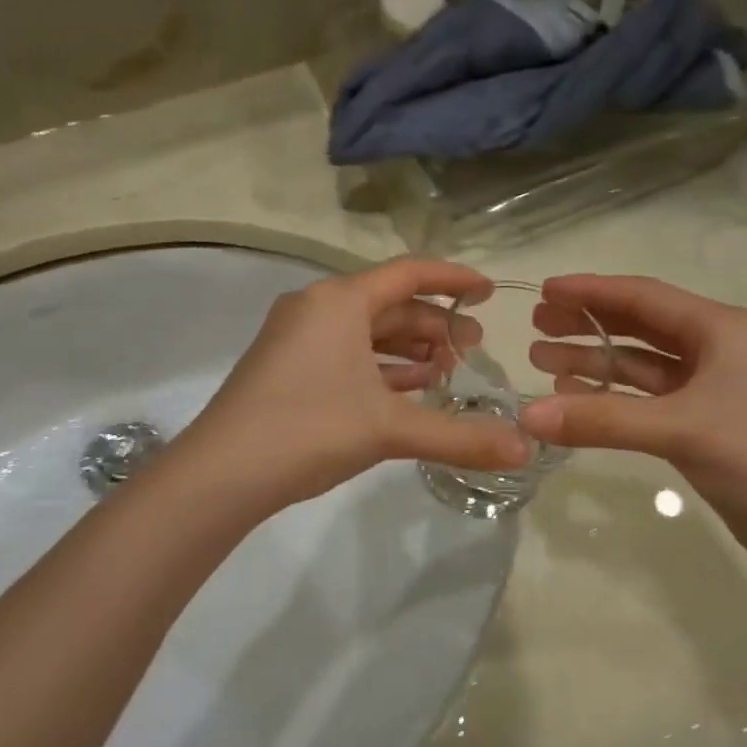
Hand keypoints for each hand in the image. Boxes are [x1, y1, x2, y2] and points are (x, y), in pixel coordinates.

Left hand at [176, 259, 529, 513]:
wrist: (222, 473)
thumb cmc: (310, 429)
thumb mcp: (390, 428)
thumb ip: (459, 436)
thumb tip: (523, 448)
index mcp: (340, 301)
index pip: (409, 274)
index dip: (453, 279)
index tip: (488, 292)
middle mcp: (316, 308)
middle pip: (389, 305)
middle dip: (435, 327)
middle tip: (473, 351)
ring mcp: (296, 339)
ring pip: (366, 333)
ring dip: (408, 350)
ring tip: (448, 373)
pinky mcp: (286, 369)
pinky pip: (346, 355)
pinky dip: (380, 368)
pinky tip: (406, 391)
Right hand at [520, 275, 746, 565]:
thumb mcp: (679, 429)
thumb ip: (602, 420)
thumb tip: (528, 417)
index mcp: (719, 329)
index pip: (643, 296)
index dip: (591, 291)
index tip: (544, 290)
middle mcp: (714, 349)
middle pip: (639, 325)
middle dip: (587, 323)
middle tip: (536, 325)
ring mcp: (708, 388)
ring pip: (640, 364)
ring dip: (594, 361)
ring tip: (542, 361)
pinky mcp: (701, 423)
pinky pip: (645, 398)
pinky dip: (612, 396)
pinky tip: (577, 397)